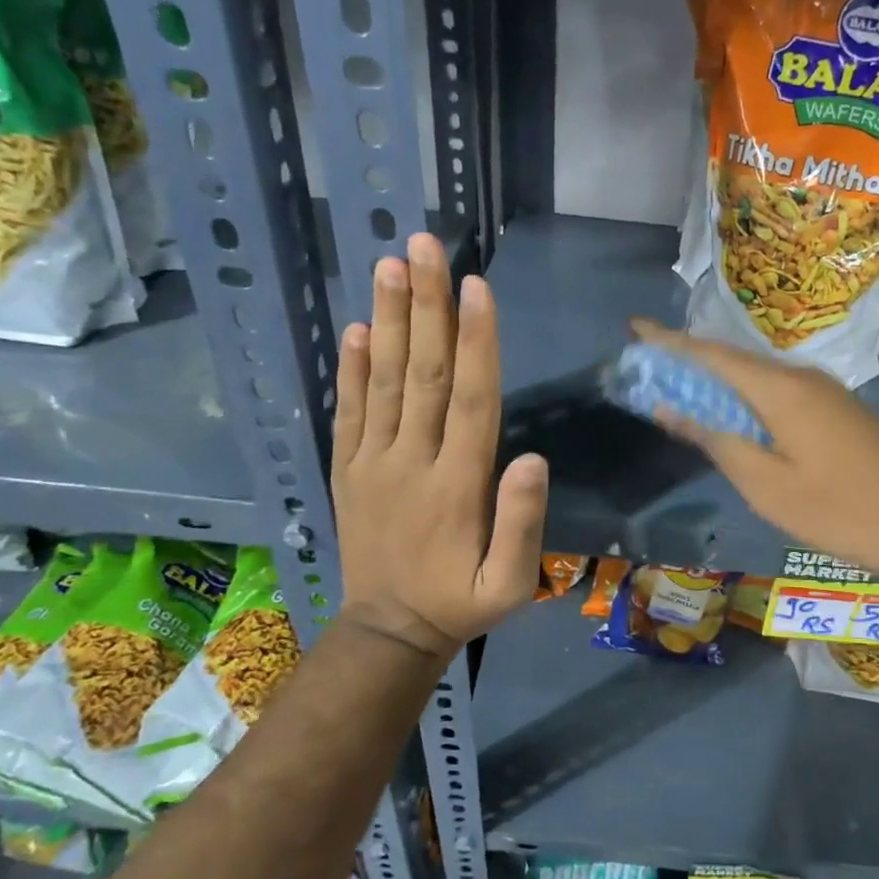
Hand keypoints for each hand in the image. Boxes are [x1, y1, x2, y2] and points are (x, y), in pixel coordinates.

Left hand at [332, 234, 547, 661]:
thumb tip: (532, 458)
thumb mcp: (509, 585)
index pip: (469, 399)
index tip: (475, 286)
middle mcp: (411, 461)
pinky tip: (354, 328)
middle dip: (426, 306)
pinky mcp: (346, 469)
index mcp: (456, 485)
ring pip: (382, 381)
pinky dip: (349, 368)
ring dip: (387, 320)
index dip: (475, 341)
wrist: (388, 632)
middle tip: (425, 246)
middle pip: (421, 373)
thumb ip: (522, 524)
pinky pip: (347, 411)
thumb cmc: (459, 603)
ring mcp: (372, 462)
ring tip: (389, 265)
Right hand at [632, 319, 878, 582]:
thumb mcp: (766, 485)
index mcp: (780, 389)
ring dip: (715, 381)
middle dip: (687, 360)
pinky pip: (776, 392)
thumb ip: (716, 440)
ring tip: (677, 388)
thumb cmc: (839, 509)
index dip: (669, 341)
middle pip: (732, 361)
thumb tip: (671, 407)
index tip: (634, 327)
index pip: (711, 355)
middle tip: (648, 366)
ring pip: (755, 377)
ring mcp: (823, 392)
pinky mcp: (835, 410)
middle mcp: (801, 377)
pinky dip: (743, 398)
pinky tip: (729, 414)